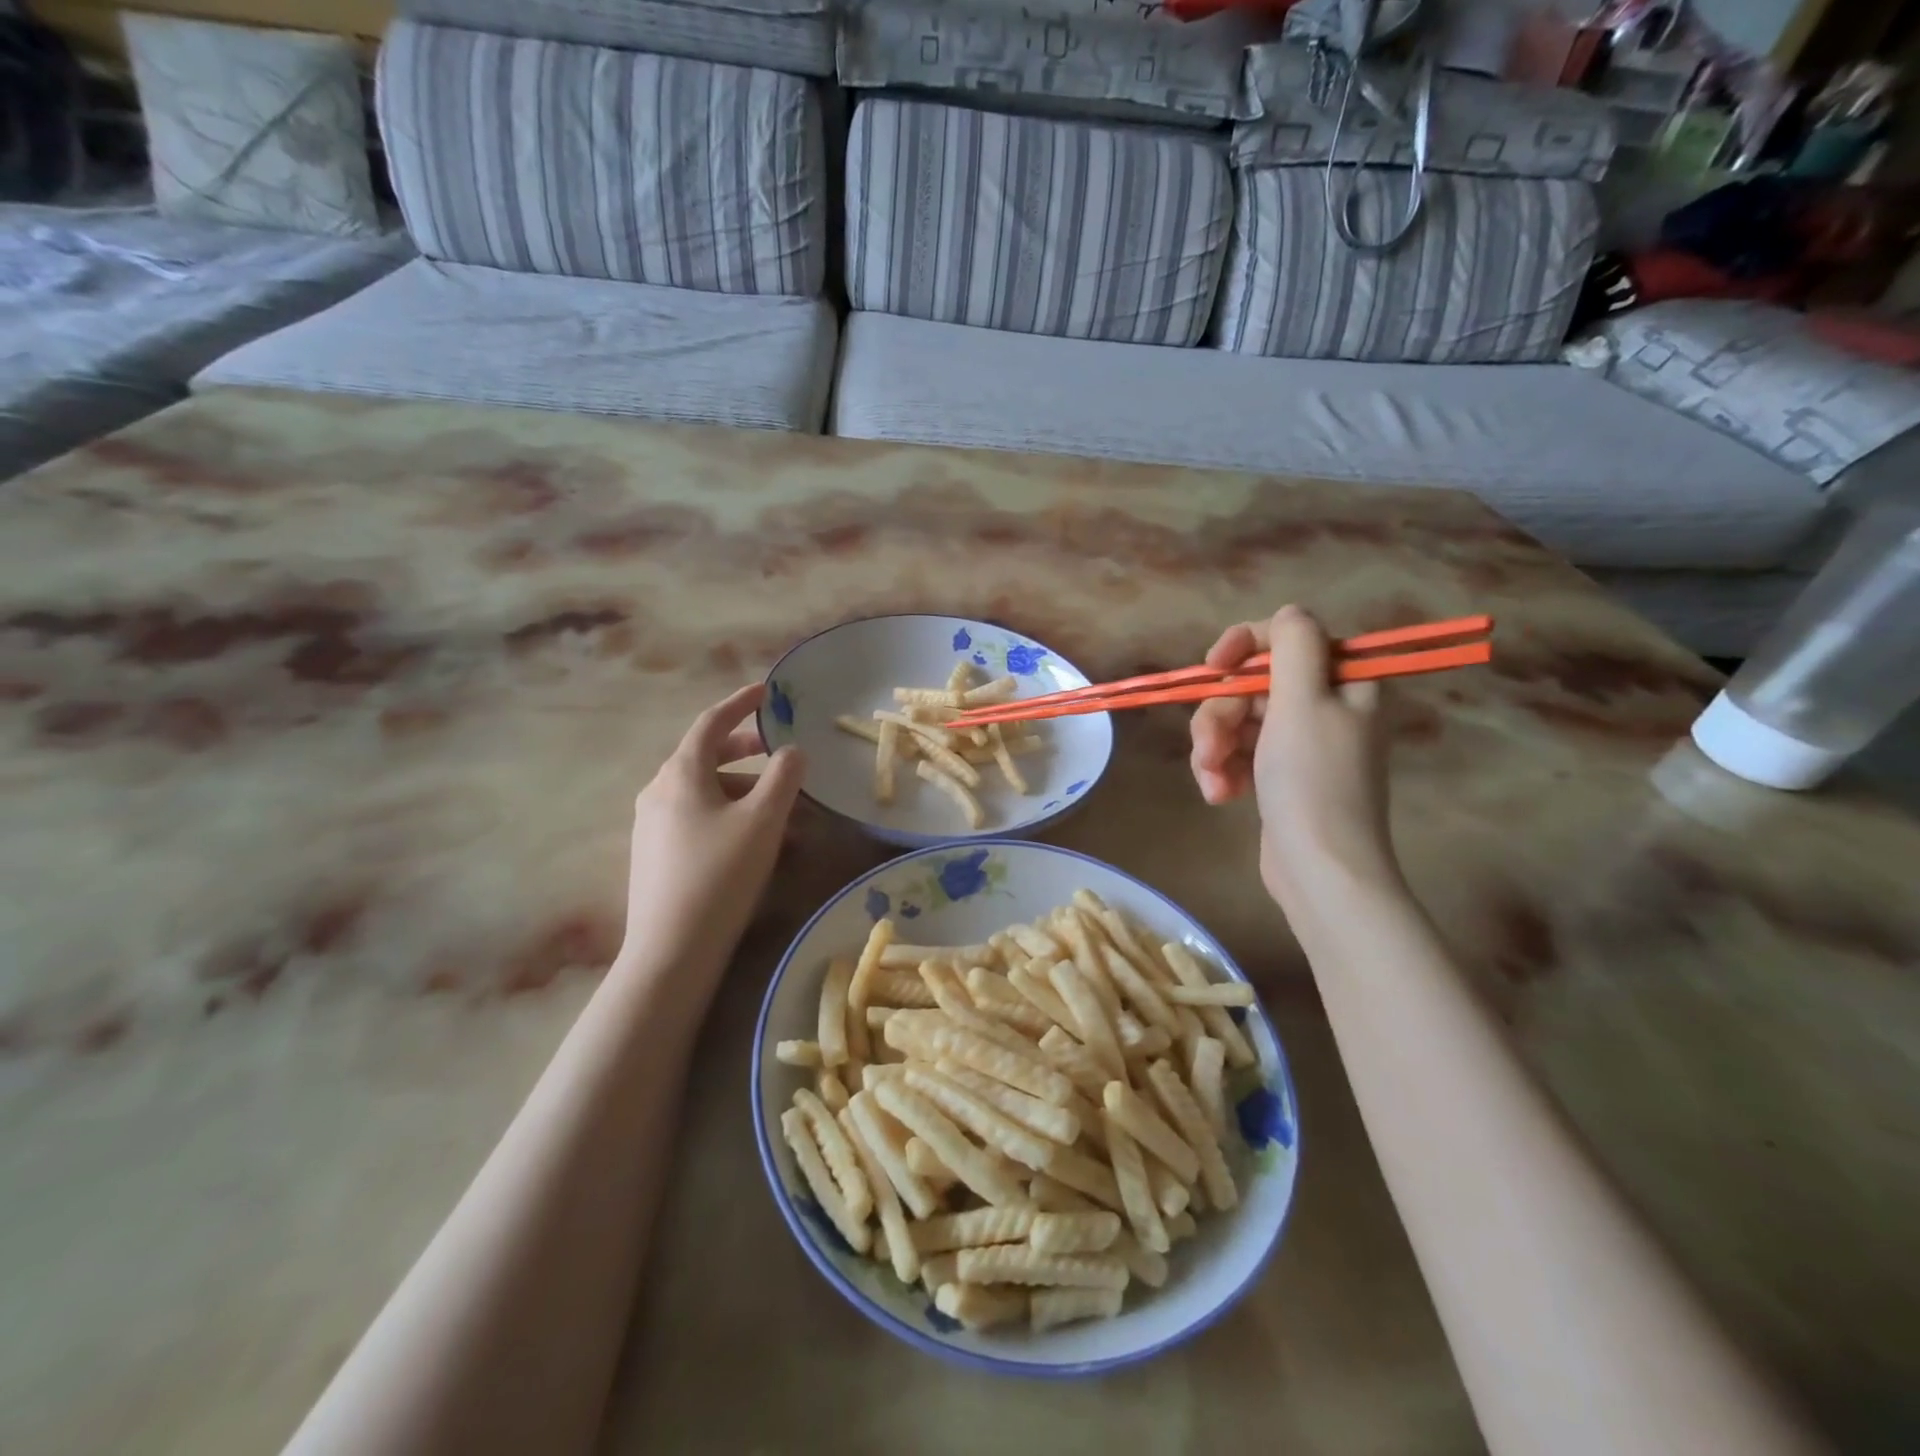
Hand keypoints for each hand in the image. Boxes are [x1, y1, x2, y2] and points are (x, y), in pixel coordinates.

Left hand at [620, 683, 805, 980]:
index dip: (740, 703)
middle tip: (779, 751)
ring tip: (781, 809)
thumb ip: (783, 776)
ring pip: (703, 791)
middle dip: (745, 749)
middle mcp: (659, 791)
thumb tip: (792, 750)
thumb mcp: (763, 820)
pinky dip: (727, 814)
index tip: (766, 692)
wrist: (672, 951)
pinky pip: (696, 818)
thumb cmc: (721, 875)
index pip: (711, 723)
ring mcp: (652, 825)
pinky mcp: (655, 855)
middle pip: (705, 756)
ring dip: (743, 789)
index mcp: (681, 773)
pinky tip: (753, 841)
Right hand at [1189, 606, 1398, 908]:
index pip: (1286, 637)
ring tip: (1214, 781)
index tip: (1213, 668)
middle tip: (1211, 748)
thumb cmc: (1312, 780)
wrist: (1321, 869)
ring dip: (1214, 747)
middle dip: (1221, 715)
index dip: (1244, 645)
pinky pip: (1239, 752)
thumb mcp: (1303, 701)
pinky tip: (1220, 795)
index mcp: (1343, 681)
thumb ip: (1294, 645)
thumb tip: (1288, 614)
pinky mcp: (1279, 774)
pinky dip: (1223, 770)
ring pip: (1237, 720)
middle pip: (1252, 684)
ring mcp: (1301, 743)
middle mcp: (1325, 706)